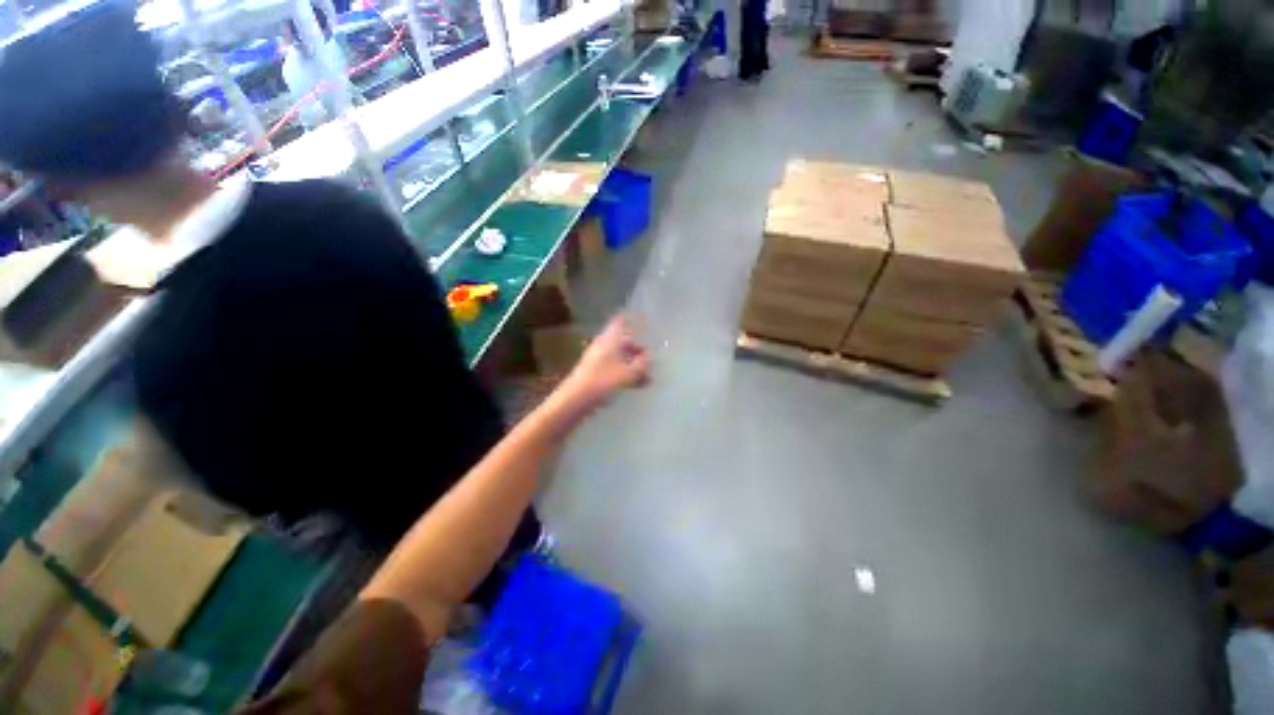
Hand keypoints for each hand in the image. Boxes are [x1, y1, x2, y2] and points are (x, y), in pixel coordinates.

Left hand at [558, 316, 649, 412]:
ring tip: (648, 379)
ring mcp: (598, 359)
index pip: (620, 322)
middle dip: (637, 351)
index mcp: (611, 339)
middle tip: (650, 361)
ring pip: (619, 357)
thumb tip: (648, 357)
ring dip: (633, 365)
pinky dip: (625, 374)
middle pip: (623, 342)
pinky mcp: (595, 373)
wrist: (576, 398)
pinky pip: (614, 368)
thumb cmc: (604, 381)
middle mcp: (603, 345)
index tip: (644, 326)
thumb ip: (642, 364)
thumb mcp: (629, 373)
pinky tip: (637, 386)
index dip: (631, 321)